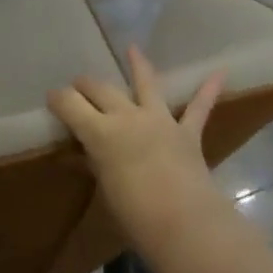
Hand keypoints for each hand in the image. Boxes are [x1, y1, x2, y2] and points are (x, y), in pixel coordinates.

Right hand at [47, 46, 226, 242]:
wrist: (184, 223)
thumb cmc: (134, 215)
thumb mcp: (105, 189)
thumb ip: (95, 166)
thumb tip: (83, 156)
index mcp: (100, 133)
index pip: (71, 105)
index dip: (58, 99)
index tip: (51, 98)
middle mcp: (128, 117)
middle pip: (101, 90)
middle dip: (86, 85)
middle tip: (77, 86)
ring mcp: (160, 121)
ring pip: (146, 84)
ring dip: (138, 65)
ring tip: (132, 49)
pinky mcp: (187, 133)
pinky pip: (199, 108)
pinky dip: (208, 90)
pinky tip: (220, 73)